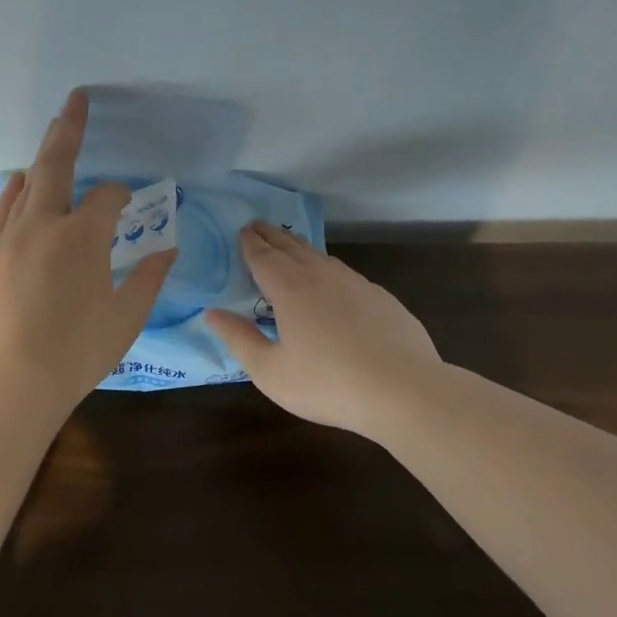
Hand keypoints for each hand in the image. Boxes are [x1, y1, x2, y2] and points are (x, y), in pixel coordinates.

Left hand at [0, 89, 176, 409]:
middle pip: (55, 164)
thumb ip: (149, 276)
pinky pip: (0, 213)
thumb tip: (167, 248)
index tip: (129, 204)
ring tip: (51, 140)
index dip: (122, 195)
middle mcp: (41, 224)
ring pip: (24, 185)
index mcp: (82, 236)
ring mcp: (5, 238)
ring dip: (41, 162)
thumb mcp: (127, 316)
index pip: (107, 198)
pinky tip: (20, 190)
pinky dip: (14, 196)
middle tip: (75, 99)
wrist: (12, 383)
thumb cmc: (79, 352)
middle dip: (69, 128)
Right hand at [206, 223, 441, 438]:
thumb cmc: (327, 383)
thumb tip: (212, 313)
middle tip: (258, 226)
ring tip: (289, 245)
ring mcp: (355, 284)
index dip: (250, 243)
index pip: (263, 256)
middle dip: (271, 236)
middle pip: (291, 247)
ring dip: (299, 247)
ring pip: (320, 256)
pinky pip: (344, 273)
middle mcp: (321, 276)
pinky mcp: (381, 297)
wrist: (404, 390)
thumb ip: (239, 339)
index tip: (241, 230)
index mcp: (290, 289)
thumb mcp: (270, 371)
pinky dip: (326, 267)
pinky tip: (330, 280)